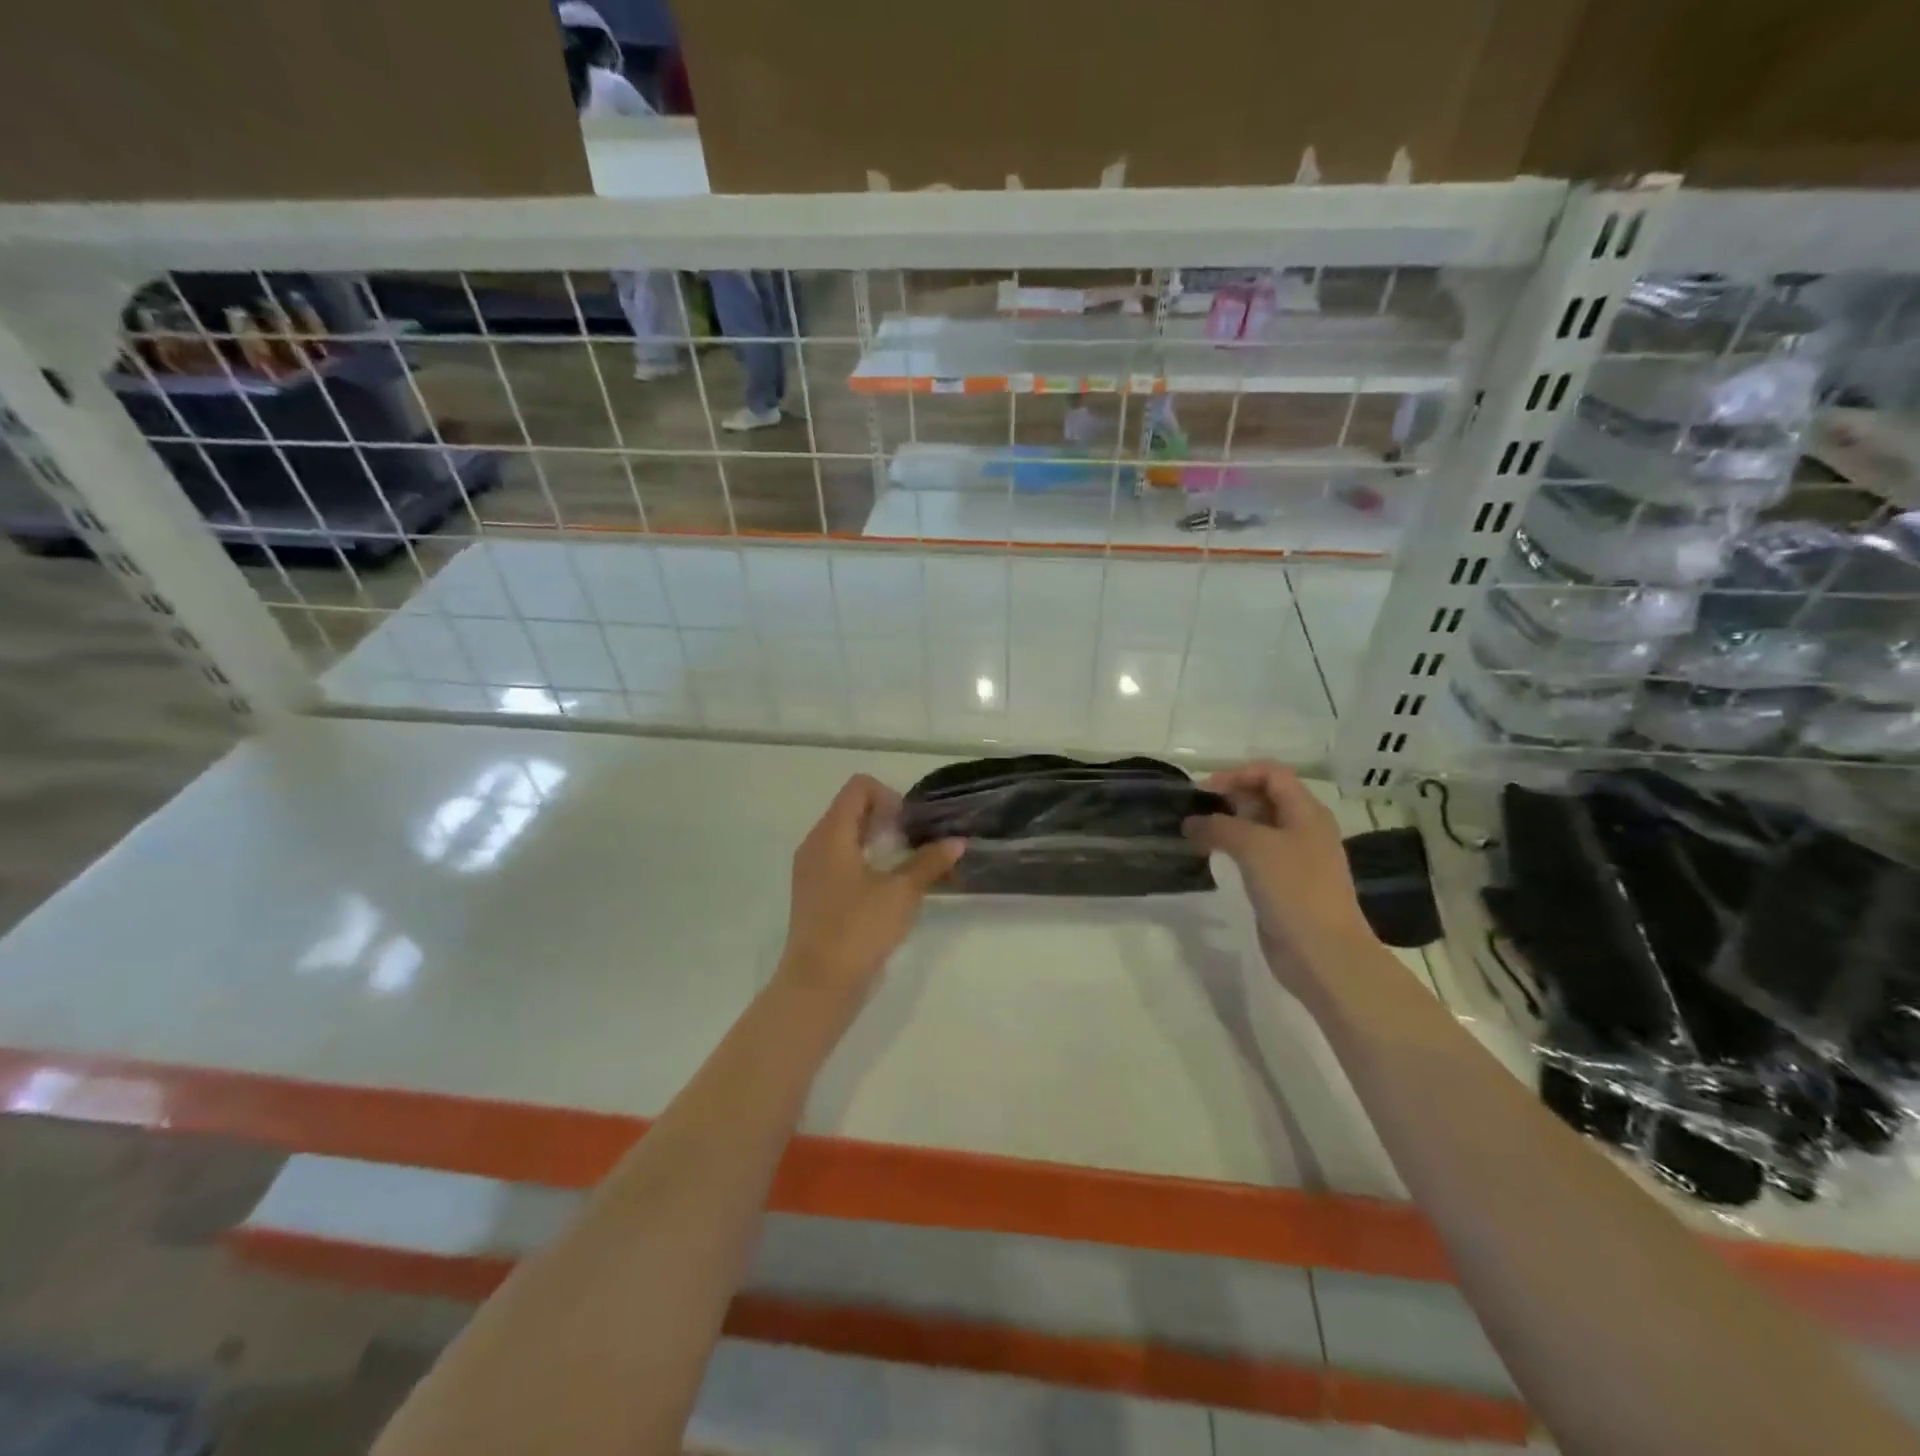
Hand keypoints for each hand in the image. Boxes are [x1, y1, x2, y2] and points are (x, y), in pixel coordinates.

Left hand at [778, 775, 963, 998]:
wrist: (819, 983)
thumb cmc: (859, 928)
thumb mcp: (902, 892)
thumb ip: (929, 862)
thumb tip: (956, 842)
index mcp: (831, 834)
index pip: (858, 788)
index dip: (888, 795)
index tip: (909, 825)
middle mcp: (814, 844)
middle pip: (849, 809)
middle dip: (884, 817)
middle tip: (912, 842)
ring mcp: (810, 870)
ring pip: (843, 835)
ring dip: (874, 840)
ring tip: (903, 864)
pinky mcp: (813, 893)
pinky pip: (837, 859)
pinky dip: (862, 860)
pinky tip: (885, 886)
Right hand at [1182, 762, 1375, 991]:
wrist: (1323, 953)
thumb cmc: (1294, 889)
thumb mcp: (1253, 846)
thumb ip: (1218, 827)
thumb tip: (1190, 823)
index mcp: (1306, 812)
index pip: (1271, 773)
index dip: (1237, 774)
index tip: (1205, 791)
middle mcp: (1304, 829)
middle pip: (1265, 798)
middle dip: (1230, 798)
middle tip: (1196, 813)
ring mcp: (1296, 859)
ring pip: (1258, 828)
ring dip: (1228, 826)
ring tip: (1197, 835)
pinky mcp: (1285, 885)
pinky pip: (1256, 856)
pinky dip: (1234, 850)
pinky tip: (1214, 859)